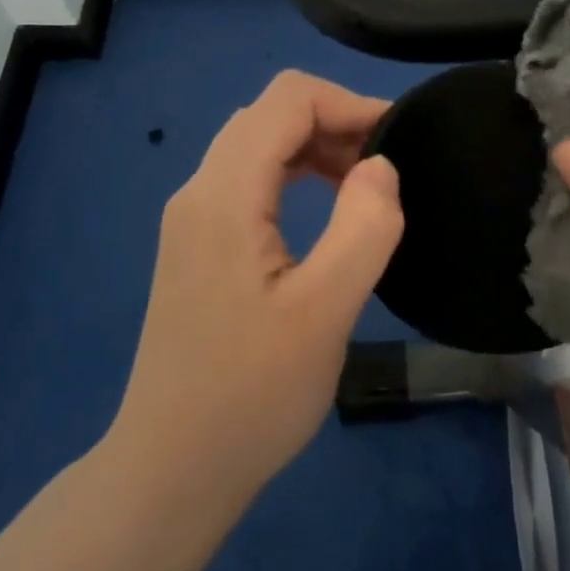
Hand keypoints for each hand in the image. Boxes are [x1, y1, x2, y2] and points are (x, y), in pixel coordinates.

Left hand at [110, 70, 403, 510]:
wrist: (171, 471)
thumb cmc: (251, 395)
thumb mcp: (325, 312)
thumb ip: (363, 227)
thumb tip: (382, 165)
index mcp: (225, 194)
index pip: (287, 99)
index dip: (349, 103)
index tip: (398, 140)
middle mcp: (200, 189)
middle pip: (271, 114)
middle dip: (336, 121)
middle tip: (387, 166)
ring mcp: (193, 217)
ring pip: (260, 143)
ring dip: (317, 147)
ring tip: (366, 185)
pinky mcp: (198, 242)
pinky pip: (251, 178)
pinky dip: (296, 173)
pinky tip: (327, 208)